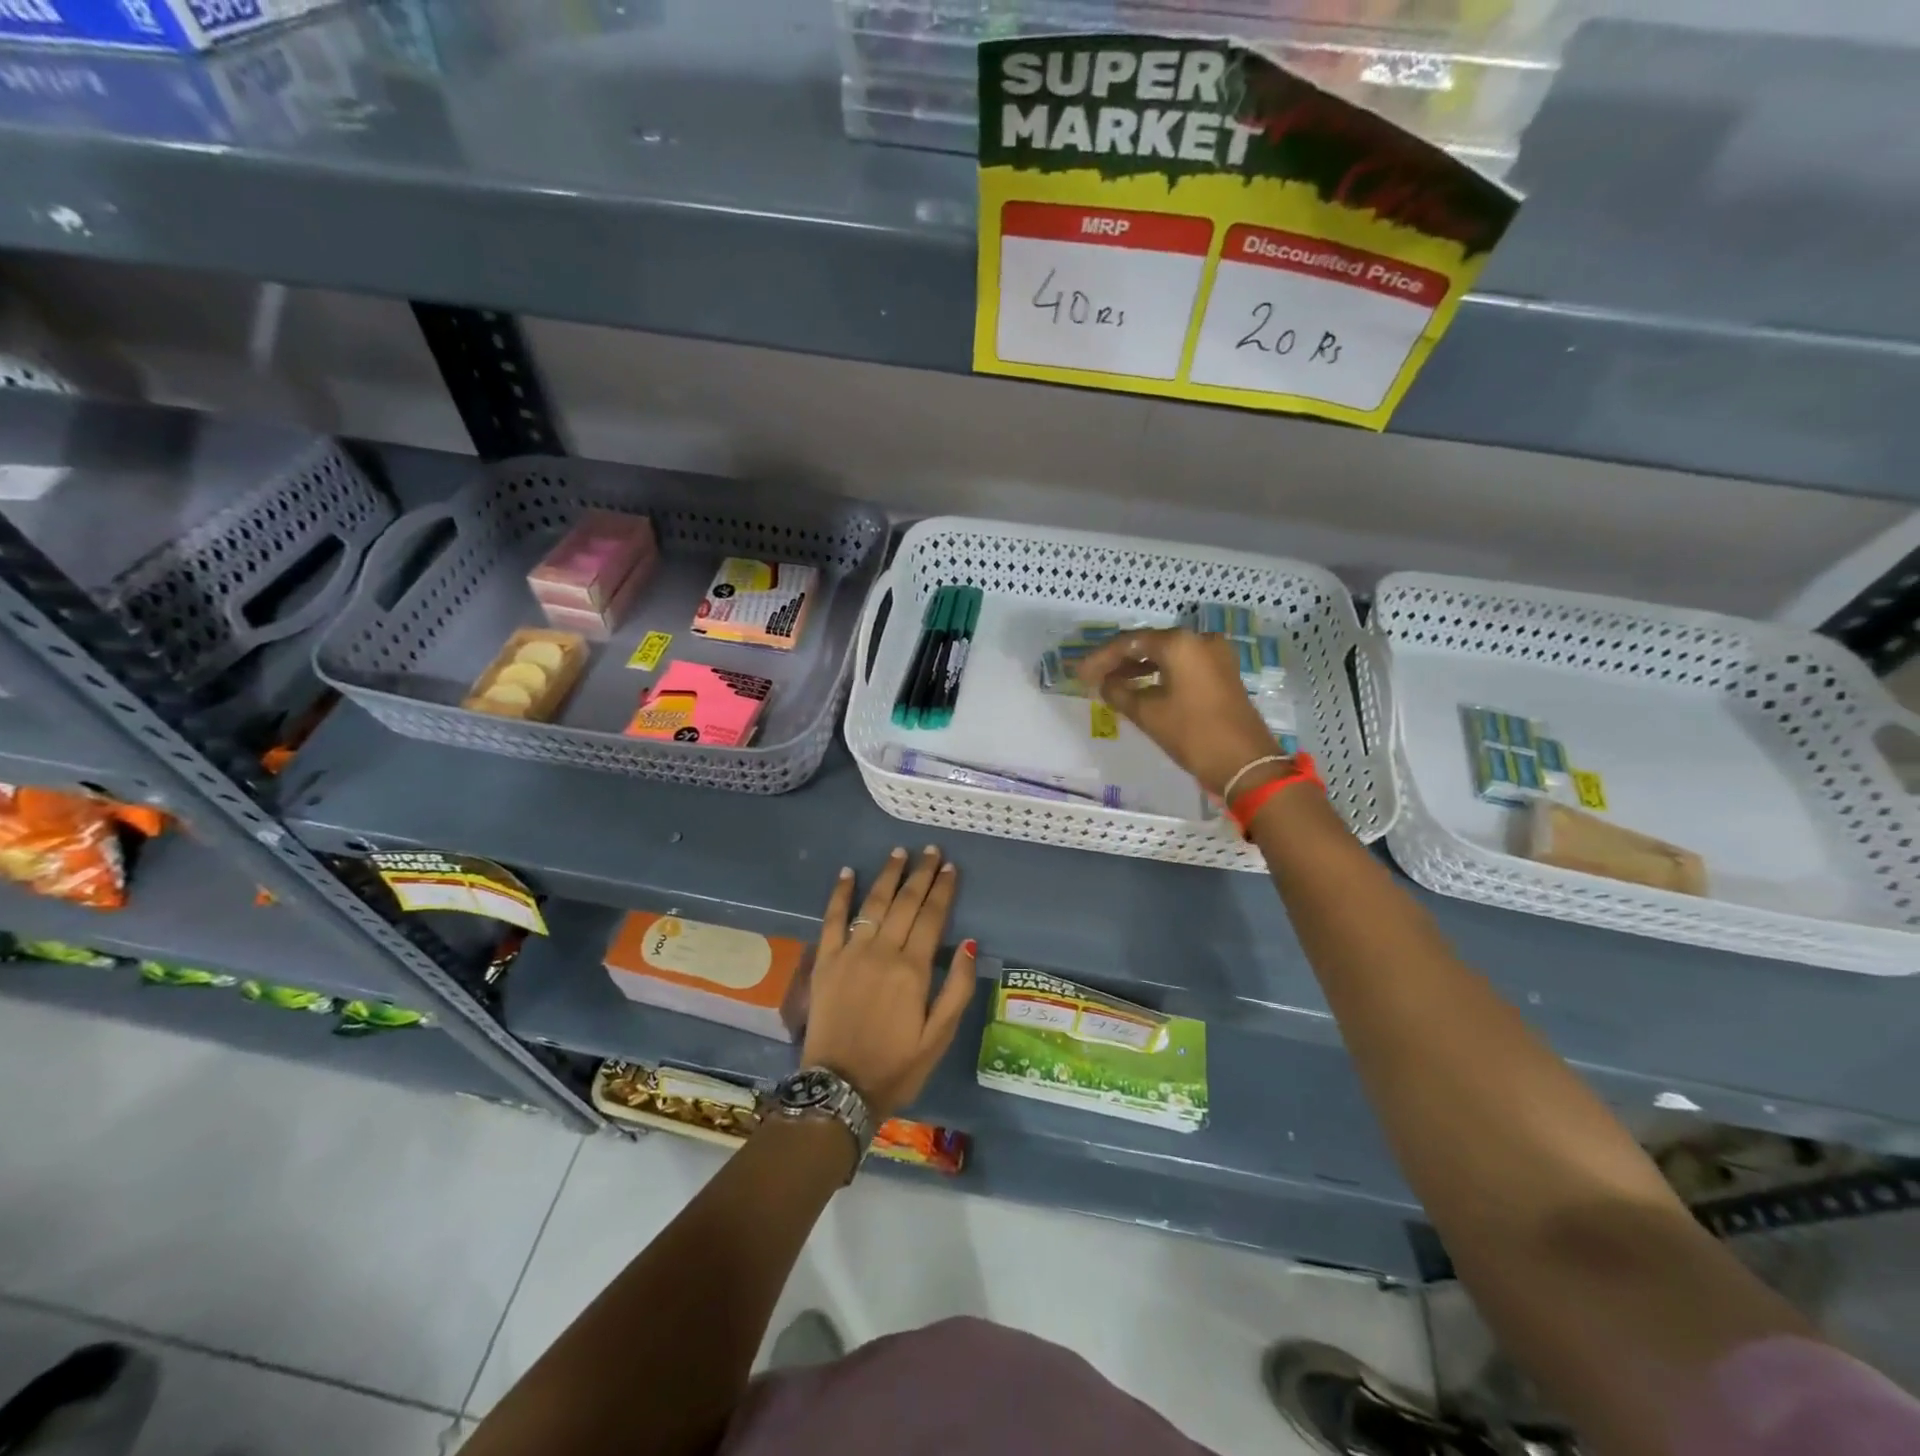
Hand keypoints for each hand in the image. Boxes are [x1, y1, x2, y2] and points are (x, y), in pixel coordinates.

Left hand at [803, 847, 976, 1120]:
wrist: (839, 1089)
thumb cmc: (896, 1066)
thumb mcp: (939, 1037)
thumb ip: (956, 988)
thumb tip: (971, 944)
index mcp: (912, 969)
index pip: (932, 917)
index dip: (943, 890)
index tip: (950, 867)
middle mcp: (882, 952)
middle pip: (905, 903)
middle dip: (920, 874)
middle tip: (931, 850)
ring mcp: (850, 954)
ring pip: (873, 904)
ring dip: (888, 876)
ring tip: (899, 852)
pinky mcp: (825, 962)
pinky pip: (832, 920)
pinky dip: (840, 894)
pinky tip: (847, 873)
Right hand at [1076, 627, 1282, 796]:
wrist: (1244, 763)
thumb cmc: (1192, 734)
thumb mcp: (1147, 714)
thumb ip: (1119, 693)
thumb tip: (1104, 684)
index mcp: (1179, 643)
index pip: (1129, 642)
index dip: (1100, 658)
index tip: (1080, 674)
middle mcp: (1199, 640)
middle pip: (1148, 644)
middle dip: (1118, 660)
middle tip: (1092, 677)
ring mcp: (1215, 656)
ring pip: (1166, 655)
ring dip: (1138, 667)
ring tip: (1111, 684)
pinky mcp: (1222, 674)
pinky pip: (1182, 666)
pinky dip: (1159, 674)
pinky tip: (1140, 687)